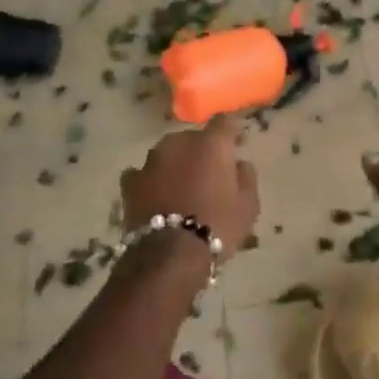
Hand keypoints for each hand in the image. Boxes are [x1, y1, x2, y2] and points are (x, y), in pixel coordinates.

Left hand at [120, 115, 258, 259]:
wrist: (169, 255)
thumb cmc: (217, 225)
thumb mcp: (248, 205)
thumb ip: (246, 176)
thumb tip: (239, 163)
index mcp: (211, 144)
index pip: (225, 122)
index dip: (231, 133)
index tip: (236, 146)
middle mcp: (179, 143)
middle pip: (193, 138)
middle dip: (201, 151)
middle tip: (208, 174)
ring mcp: (151, 161)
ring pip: (168, 154)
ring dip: (175, 164)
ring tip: (181, 187)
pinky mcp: (130, 182)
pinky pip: (144, 173)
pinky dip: (151, 181)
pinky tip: (156, 196)